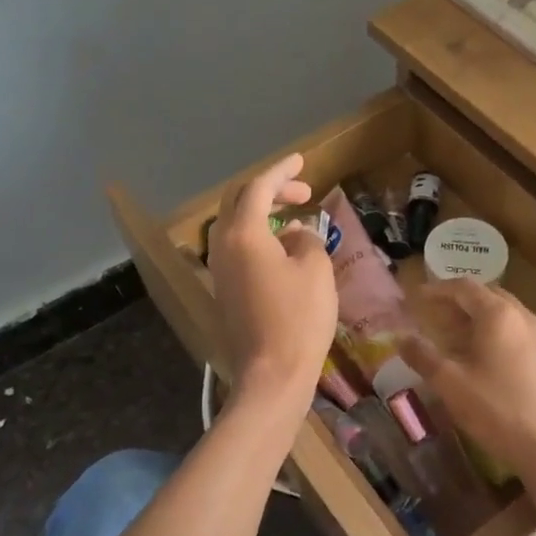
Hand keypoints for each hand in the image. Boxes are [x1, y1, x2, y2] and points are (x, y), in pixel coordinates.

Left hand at [206, 152, 338, 413]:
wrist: (272, 375)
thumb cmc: (299, 318)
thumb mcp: (315, 269)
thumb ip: (307, 239)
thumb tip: (297, 234)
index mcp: (244, 234)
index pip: (259, 188)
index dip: (282, 170)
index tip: (302, 160)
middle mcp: (223, 246)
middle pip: (240, 202)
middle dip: (271, 190)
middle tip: (303, 192)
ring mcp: (220, 270)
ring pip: (237, 226)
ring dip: (265, 215)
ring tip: (298, 221)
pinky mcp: (225, 291)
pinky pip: (238, 249)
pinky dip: (260, 238)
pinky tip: (285, 251)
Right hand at [402, 280, 535, 513]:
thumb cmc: (499, 412)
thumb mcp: (451, 385)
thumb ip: (423, 356)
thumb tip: (401, 337)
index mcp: (499, 316)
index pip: (464, 287)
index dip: (438, 289)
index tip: (418, 297)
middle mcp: (528, 319)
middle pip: (491, 297)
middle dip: (462, 304)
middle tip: (440, 318)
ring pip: (511, 318)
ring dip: (485, 322)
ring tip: (464, 342)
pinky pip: (526, 339)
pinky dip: (505, 340)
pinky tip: (497, 366)